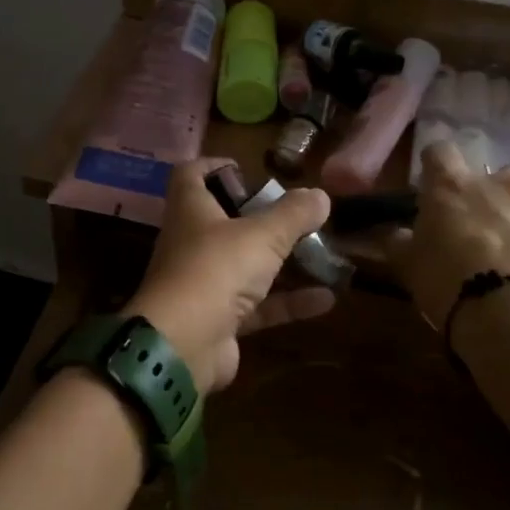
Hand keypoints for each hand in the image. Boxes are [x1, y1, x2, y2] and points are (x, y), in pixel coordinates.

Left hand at [124, 159, 336, 393]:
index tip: (247, 170)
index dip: (214, 165)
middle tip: (295, 216)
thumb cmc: (216, 269)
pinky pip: (256, 306)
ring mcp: (202, 283)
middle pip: (221, 219)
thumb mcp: (262, 235)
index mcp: (191, 209)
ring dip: (279, 261)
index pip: (190, 174)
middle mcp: (191, 242)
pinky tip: (327, 300)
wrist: (182, 345)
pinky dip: (287, 302)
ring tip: (321, 254)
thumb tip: (320, 194)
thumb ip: (293, 214)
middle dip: (258, 217)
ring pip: (243, 265)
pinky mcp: (217, 320)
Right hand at [391, 143, 509, 333]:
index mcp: (455, 187)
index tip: (436, 189)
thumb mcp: (409, 267)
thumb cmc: (452, 286)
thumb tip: (395, 232)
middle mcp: (505, 184)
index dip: (438, 168)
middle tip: (493, 229)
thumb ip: (401, 242)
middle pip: (505, 173)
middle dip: (501, 195)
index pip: (440, 152)